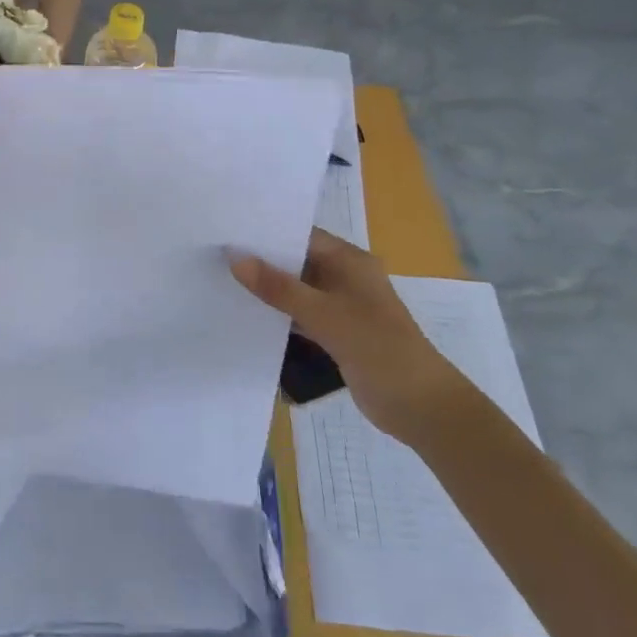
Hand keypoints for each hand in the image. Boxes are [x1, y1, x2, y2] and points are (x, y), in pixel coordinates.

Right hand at [231, 229, 469, 442]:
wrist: (420, 406)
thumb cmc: (377, 347)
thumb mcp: (324, 314)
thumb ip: (278, 287)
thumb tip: (235, 258)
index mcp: (350, 261)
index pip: (302, 235)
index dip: (267, 232)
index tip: (227, 230)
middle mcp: (345, 277)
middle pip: (297, 261)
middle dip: (262, 261)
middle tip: (215, 255)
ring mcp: (342, 307)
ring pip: (297, 290)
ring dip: (268, 290)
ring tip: (222, 281)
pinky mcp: (337, 333)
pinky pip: (301, 315)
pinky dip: (279, 315)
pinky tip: (247, 315)